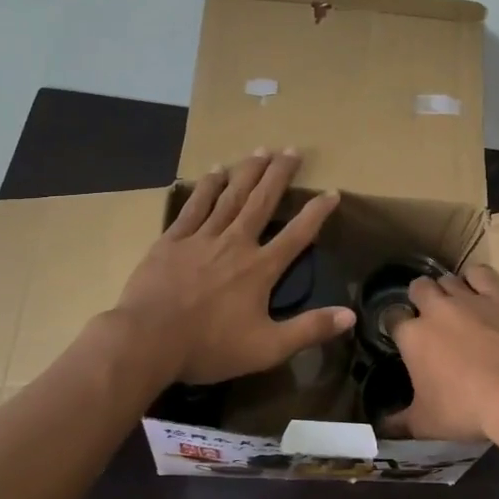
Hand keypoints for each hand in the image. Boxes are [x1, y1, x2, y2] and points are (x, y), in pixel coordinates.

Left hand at [113, 150, 354, 385]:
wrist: (147, 340)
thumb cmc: (209, 347)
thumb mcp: (267, 348)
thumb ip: (309, 329)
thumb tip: (350, 315)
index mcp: (260, 268)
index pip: (297, 234)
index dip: (317, 212)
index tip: (332, 192)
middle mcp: (235, 243)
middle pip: (262, 202)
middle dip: (279, 175)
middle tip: (292, 150)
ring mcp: (201, 238)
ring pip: (230, 196)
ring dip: (247, 172)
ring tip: (261, 150)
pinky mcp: (172, 240)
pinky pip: (194, 206)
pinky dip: (207, 187)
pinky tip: (215, 171)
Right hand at [389, 264, 498, 441]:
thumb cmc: (466, 410)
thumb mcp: (425, 424)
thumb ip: (398, 423)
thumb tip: (380, 428)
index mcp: (413, 336)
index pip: (392, 317)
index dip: (396, 324)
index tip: (402, 336)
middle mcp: (436, 309)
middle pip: (419, 287)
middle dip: (419, 297)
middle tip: (429, 317)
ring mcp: (469, 298)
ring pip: (448, 279)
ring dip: (447, 289)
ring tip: (455, 304)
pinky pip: (481, 273)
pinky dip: (477, 279)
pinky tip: (481, 289)